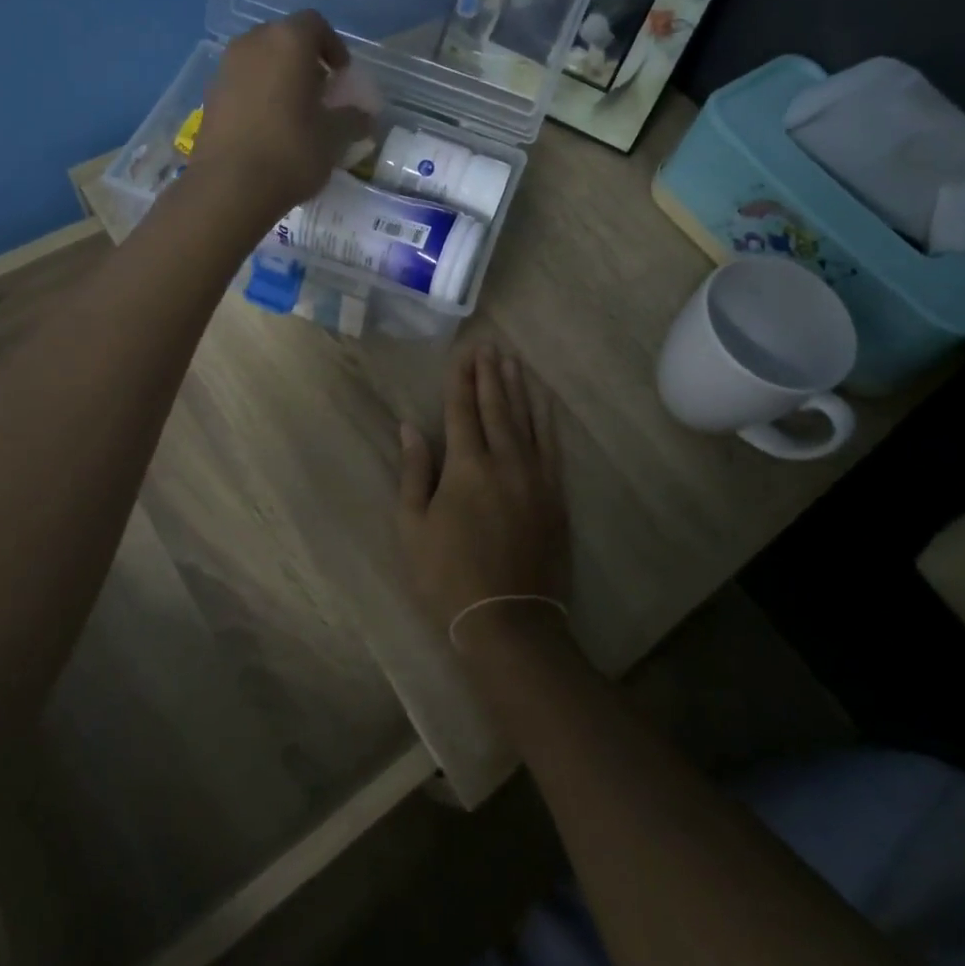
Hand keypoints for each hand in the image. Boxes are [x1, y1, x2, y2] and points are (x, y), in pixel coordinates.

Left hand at [189, 10, 373, 224]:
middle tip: (320, 91)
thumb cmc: (290, 152)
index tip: (342, 75)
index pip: (315, 24)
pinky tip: (268, 126)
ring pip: (259, 59)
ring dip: (279, 76)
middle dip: (304, 59)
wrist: (229, 187)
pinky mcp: (209, 95)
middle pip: (283, 38)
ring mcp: (225, 68)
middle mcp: (252, 43)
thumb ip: (352, 118)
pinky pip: (241, 82)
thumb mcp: (334, 137)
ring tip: (295, 110)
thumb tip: (363, 116)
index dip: (333, 46)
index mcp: (287, 42)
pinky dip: (257, 93)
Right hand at [398, 345, 570, 650]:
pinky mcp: (555, 494)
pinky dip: (547, 417)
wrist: (508, 620)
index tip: (463, 352)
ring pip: (527, 419)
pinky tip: (544, 400)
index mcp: (466, 467)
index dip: (461, 380)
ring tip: (513, 360)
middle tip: (489, 346)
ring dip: (518, 387)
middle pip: (497, 407)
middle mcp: (504, 461)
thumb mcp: (412, 526)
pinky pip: (552, 444)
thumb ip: (414, 471)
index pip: (462, 410)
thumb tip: (409, 427)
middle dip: (489, 374)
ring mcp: (535, 476)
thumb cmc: (448, 576)